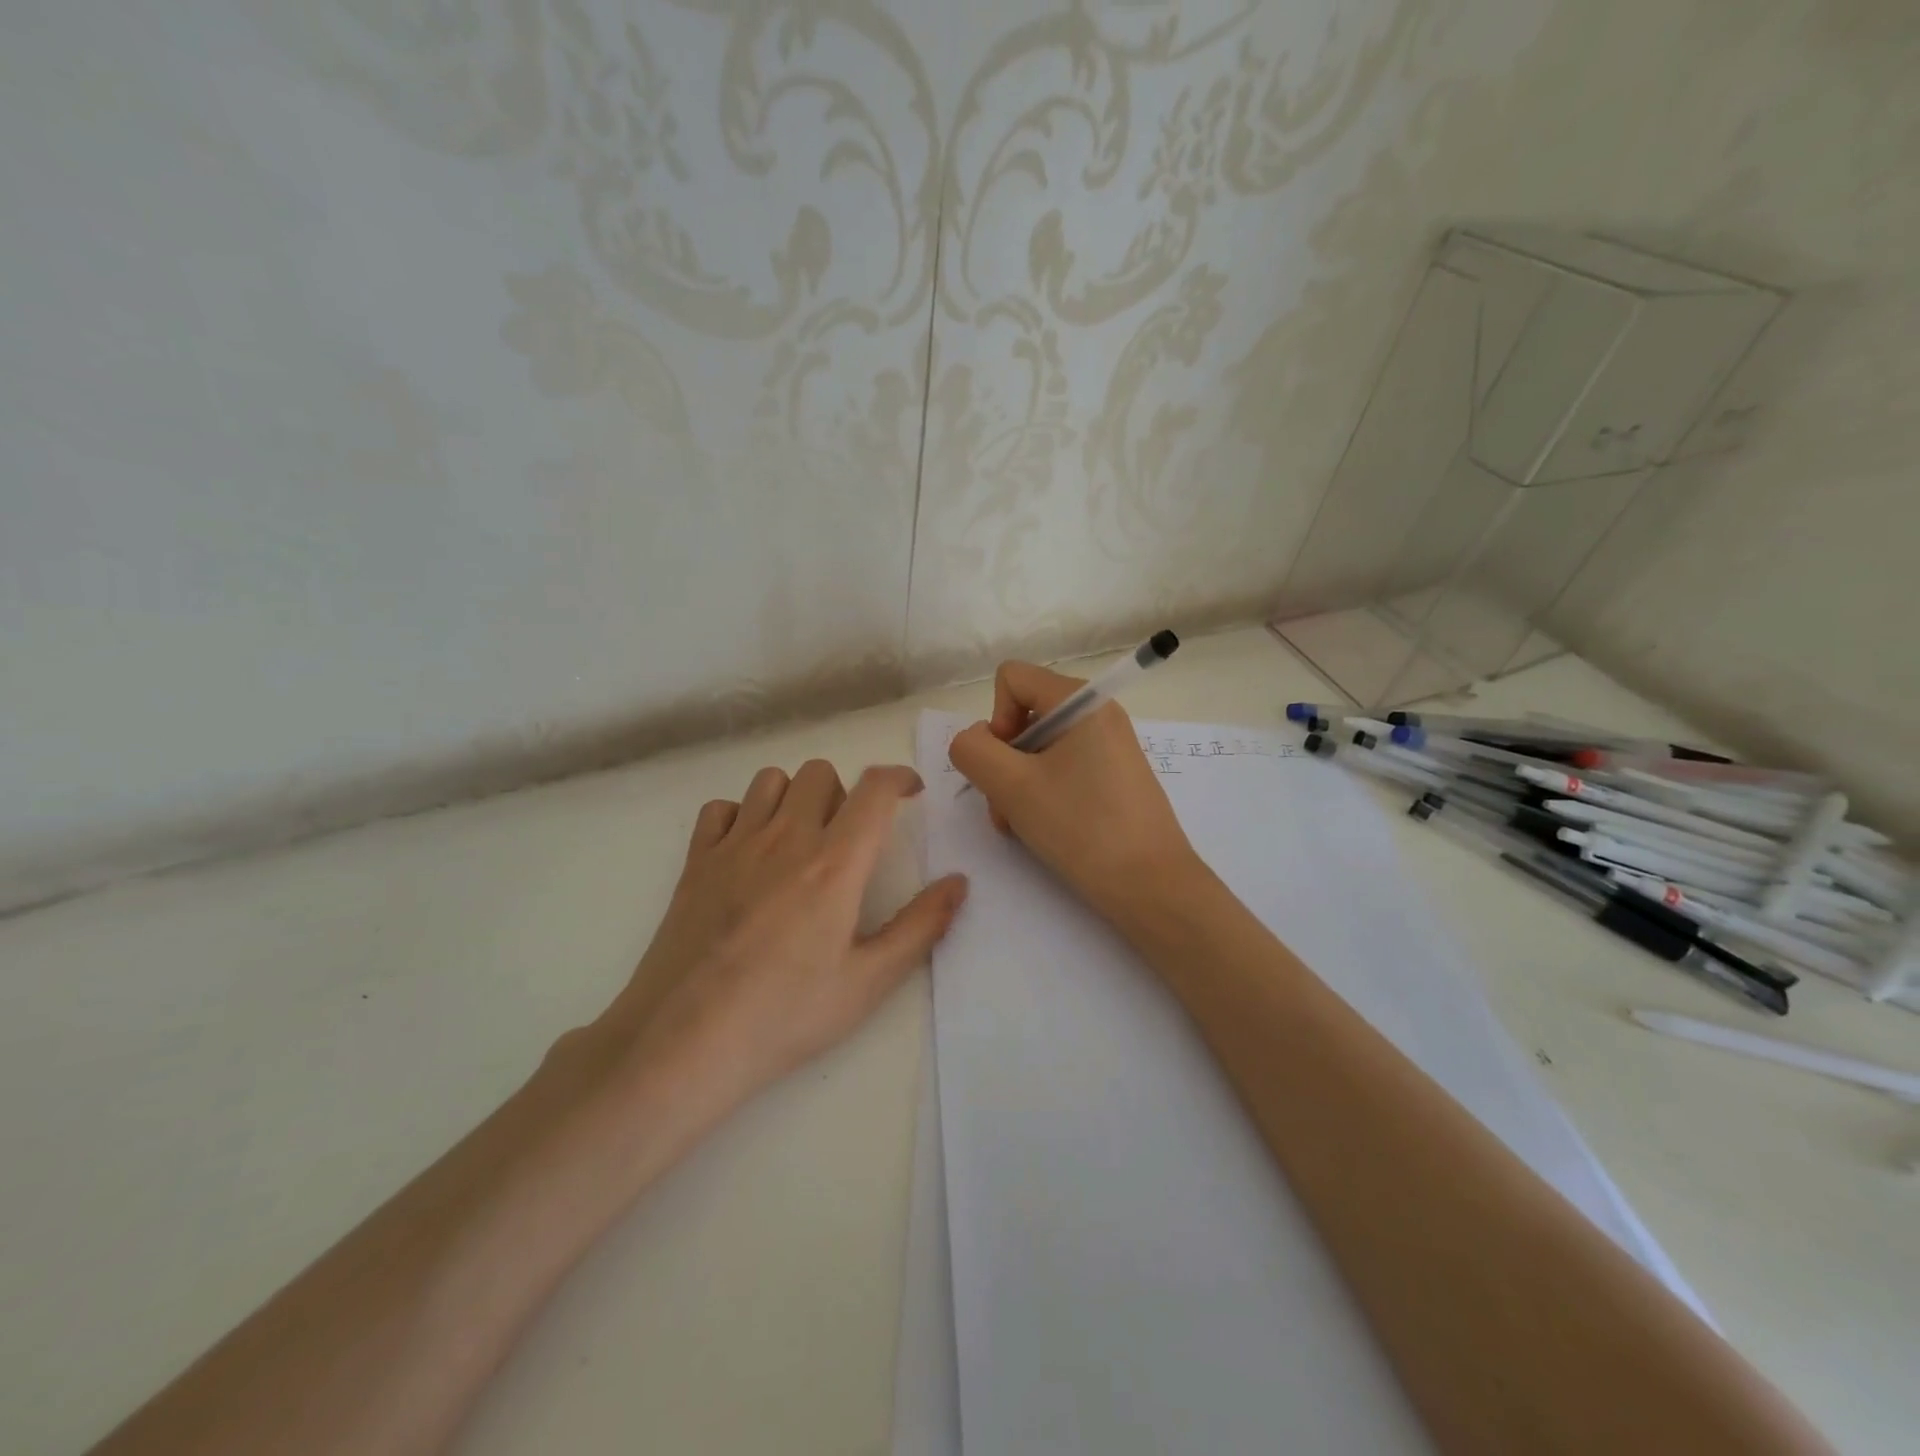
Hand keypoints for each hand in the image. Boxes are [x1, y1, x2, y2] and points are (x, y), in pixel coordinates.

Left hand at [589, 760, 967, 1117]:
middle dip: (844, 794)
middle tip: (847, 838)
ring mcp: (734, 845)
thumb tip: (959, 883)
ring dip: (794, 799)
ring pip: (771, 781)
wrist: (684, 1041)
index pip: (874, 789)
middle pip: (820, 773)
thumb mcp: (868, 982)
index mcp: (835, 864)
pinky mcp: (695, 861)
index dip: (899, 777)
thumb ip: (920, 926)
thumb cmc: (785, 1015)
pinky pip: (720, 808)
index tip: (910, 791)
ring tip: (798, 841)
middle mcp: (786, 838)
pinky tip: (747, 854)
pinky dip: (740, 817)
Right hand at [947, 661, 1203, 922]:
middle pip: (1025, 716)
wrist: (1151, 886)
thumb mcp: (1012, 786)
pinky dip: (1042, 793)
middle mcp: (1099, 714)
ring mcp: (1108, 746)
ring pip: (1039, 749)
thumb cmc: (1082, 828)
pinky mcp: (1113, 776)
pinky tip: (1045, 828)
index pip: (1012, 679)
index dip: (996, 720)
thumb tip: (975, 740)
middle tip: (1007, 807)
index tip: (1008, 765)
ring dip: (1018, 784)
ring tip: (1022, 824)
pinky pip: (1062, 768)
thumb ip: (973, 750)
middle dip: (1004, 761)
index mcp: (1082, 700)